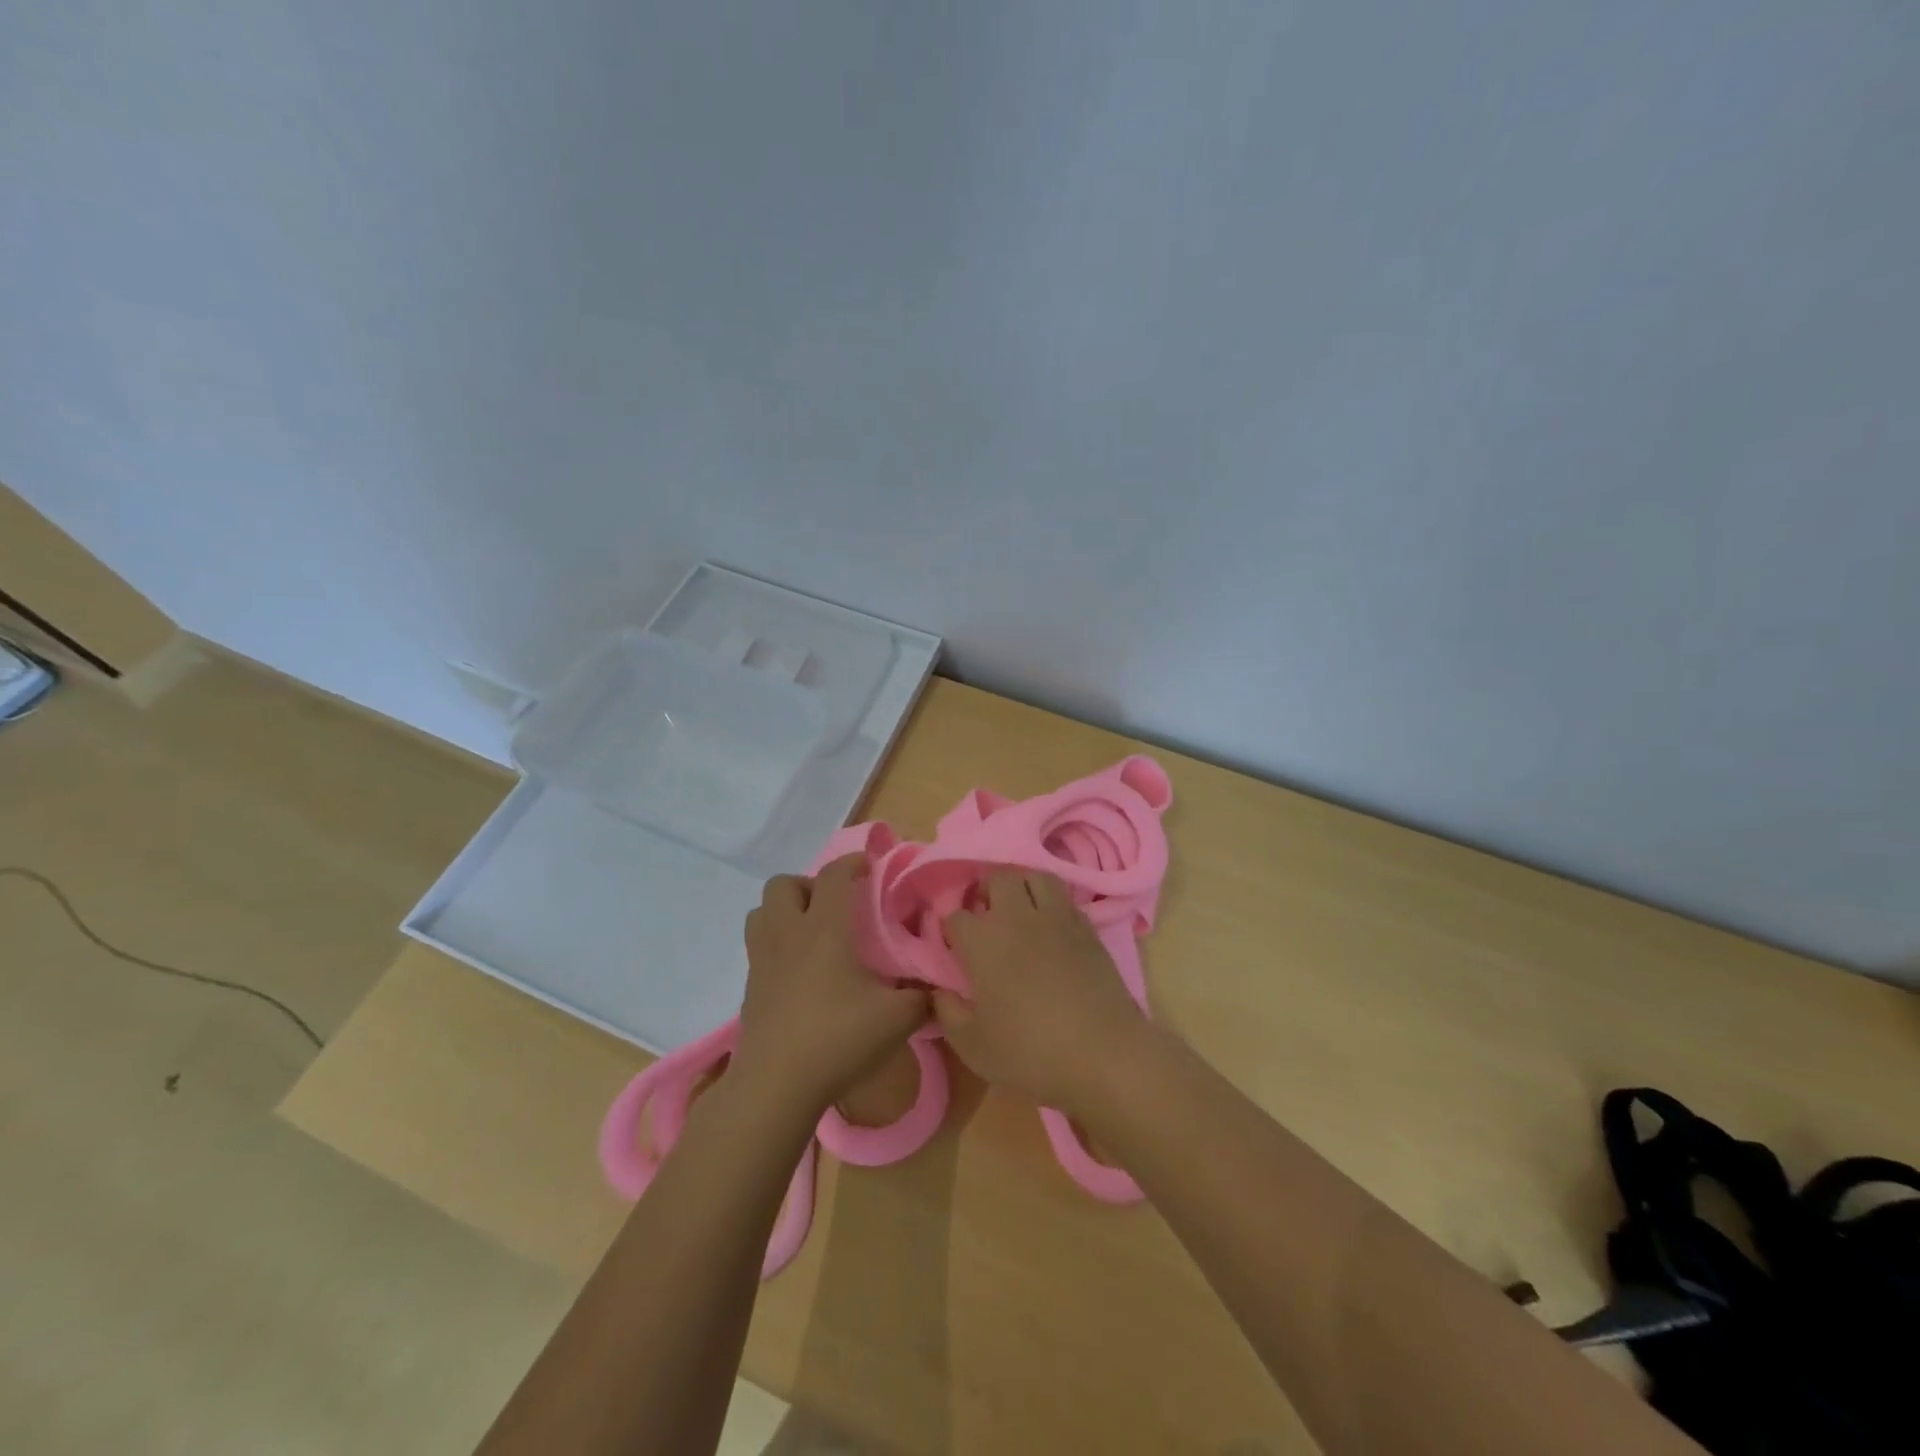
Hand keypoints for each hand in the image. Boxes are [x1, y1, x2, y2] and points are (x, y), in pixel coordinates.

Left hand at [733, 855, 928, 1111]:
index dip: (852, 863)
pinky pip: (758, 948)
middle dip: (809, 885)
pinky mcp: (750, 989)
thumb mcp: (897, 1018)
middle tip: (835, 906)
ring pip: (761, 912)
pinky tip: (799, 972)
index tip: (869, 867)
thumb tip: (937, 988)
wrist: (776, 1085)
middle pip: (784, 884)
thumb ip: (922, 997)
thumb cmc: (838, 1039)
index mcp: (824, 929)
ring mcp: (763, 961)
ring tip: (811, 932)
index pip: (833, 876)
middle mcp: (788, 934)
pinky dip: (776, 945)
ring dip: (785, 911)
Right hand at [935, 870, 1147, 1112]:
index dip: (952, 929)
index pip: (957, 916)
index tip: (955, 948)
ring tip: (1020, 910)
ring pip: (1035, 876)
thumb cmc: (1029, 1052)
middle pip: (997, 878)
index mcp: (983, 941)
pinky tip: (1052, 928)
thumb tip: (940, 991)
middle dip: (986, 891)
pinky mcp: (1088, 928)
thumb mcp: (972, 1045)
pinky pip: (1065, 899)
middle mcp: (1017, 917)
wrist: (1102, 1054)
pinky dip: (1053, 905)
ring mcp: (1057, 918)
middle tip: (986, 917)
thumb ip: (948, 1013)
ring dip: (1022, 887)